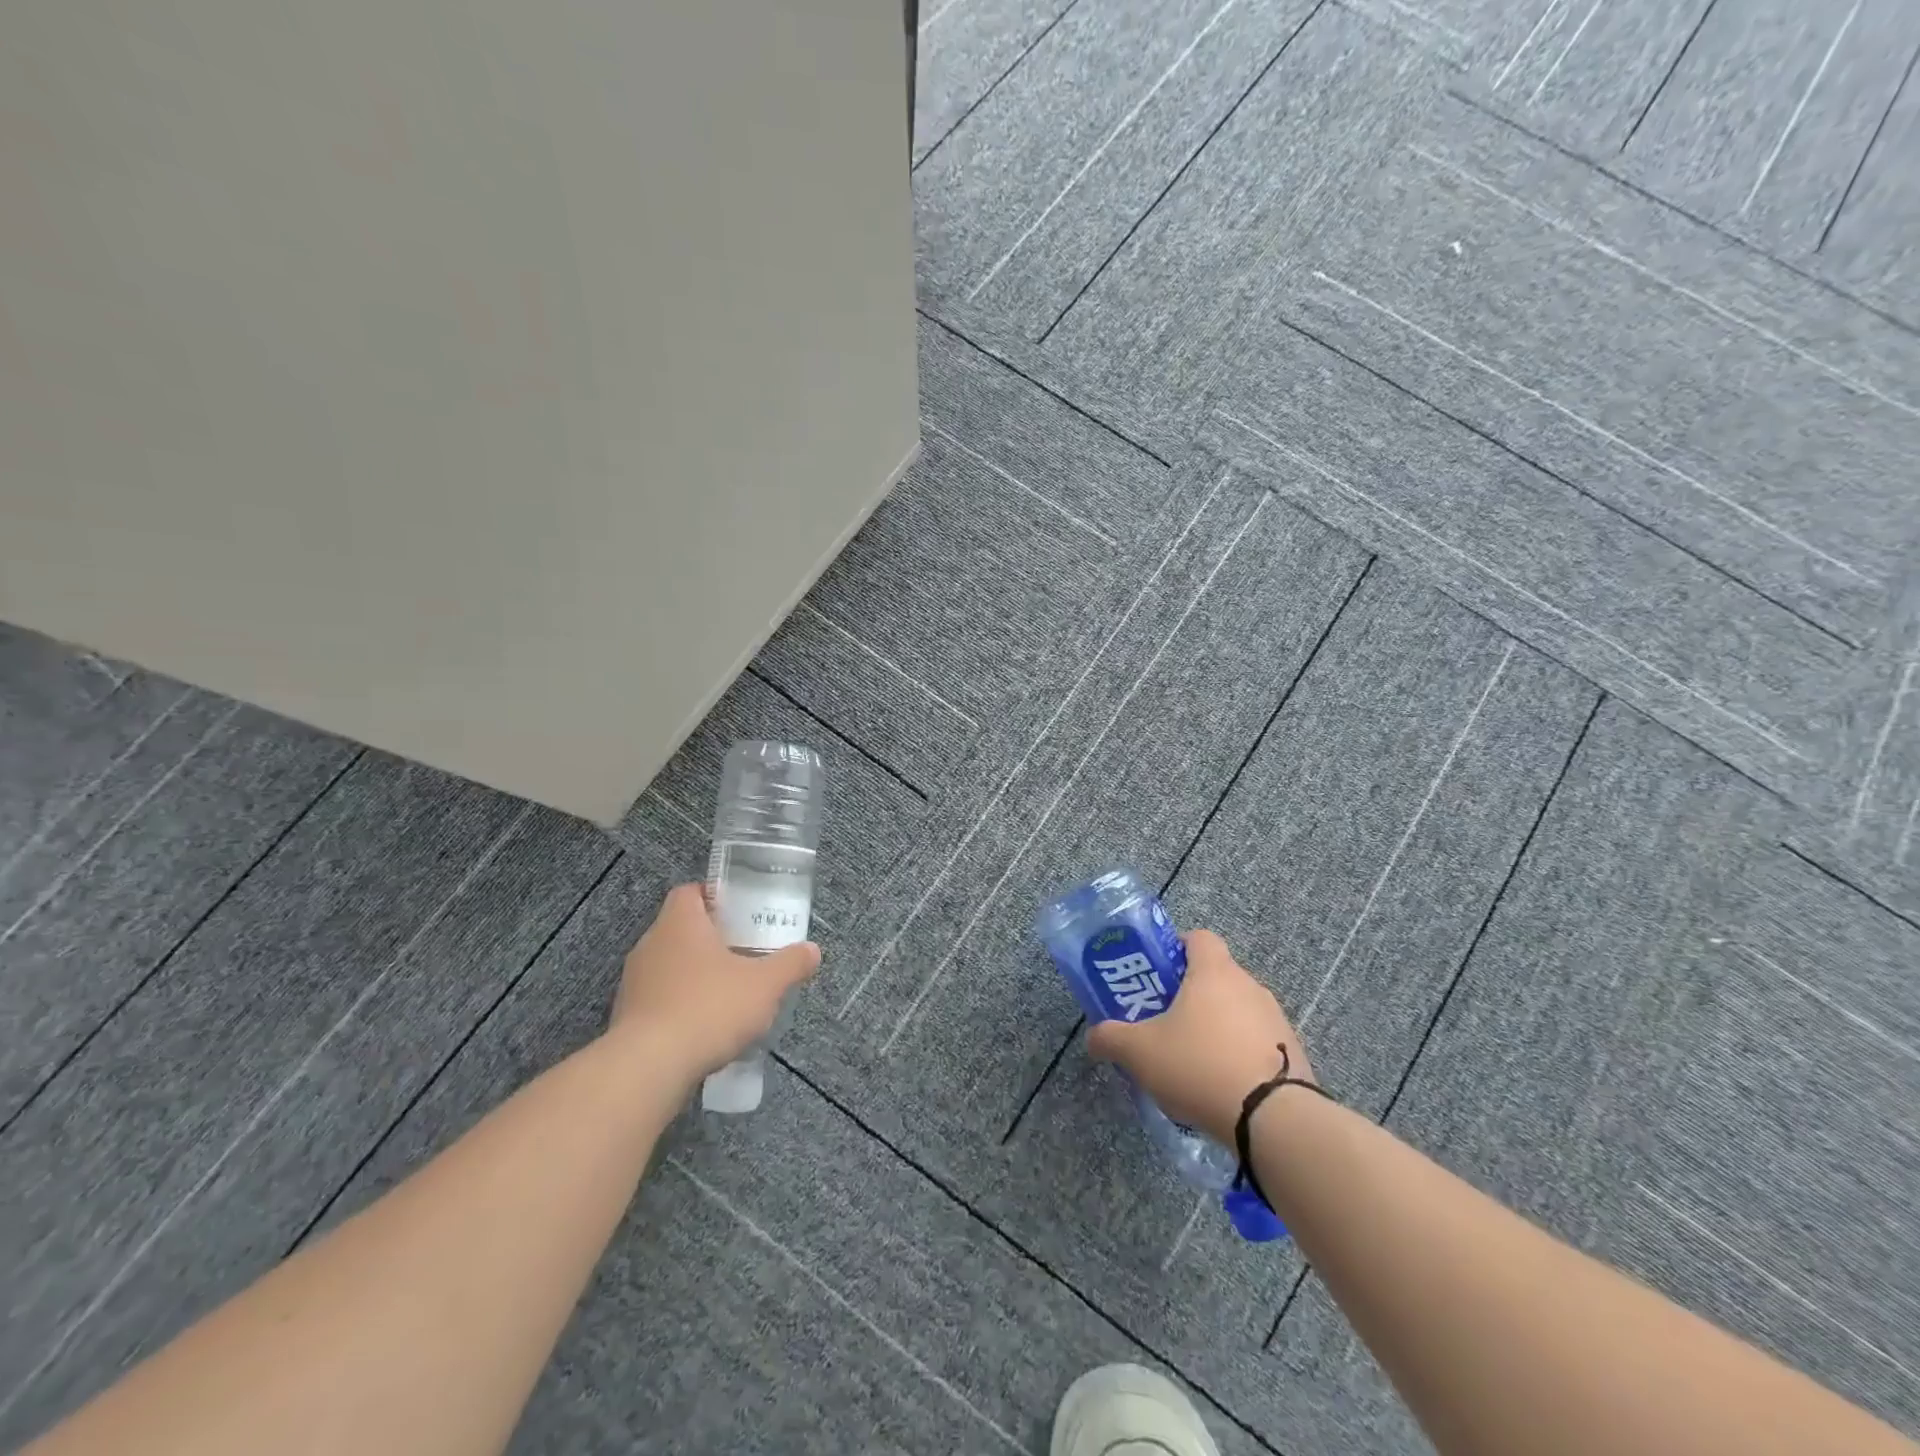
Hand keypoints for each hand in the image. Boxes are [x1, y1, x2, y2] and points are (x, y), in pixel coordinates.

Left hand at [608, 884, 819, 1085]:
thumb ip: (790, 964)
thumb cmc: (710, 1007)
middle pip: (681, 928)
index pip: (690, 892)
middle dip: (711, 939)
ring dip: (694, 974)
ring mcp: (634, 981)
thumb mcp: (765, 985)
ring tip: (727, 992)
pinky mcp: (627, 1016)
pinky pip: (659, 999)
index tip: (740, 913)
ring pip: (669, 965)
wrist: (649, 1067)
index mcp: (680, 923)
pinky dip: (680, 1005)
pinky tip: (704, 1026)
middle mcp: (651, 944)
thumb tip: (812, 950)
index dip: (714, 897)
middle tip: (743, 952)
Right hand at [1086, 928, 1311, 1144]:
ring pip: (1238, 1010)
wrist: (1274, 1120)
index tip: (1159, 974)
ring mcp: (1276, 1020)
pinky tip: (1223, 1085)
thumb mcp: (1140, 1052)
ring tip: (1193, 1060)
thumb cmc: (1200, 1066)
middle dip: (1192, 994)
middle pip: (1217, 976)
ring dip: (1218, 1026)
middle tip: (1166, 1021)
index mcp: (1214, 972)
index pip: (1199, 938)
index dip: (1177, 949)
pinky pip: (1258, 1042)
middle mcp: (1249, 986)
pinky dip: (1240, 1054)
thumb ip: (1111, 1038)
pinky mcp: (1294, 1054)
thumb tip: (1094, 1036)